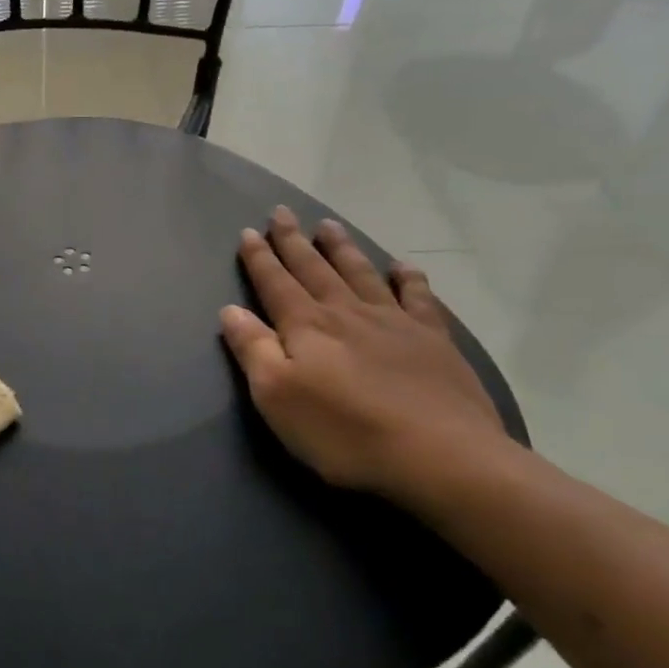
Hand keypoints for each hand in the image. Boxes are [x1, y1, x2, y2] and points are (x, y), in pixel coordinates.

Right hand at [220, 208, 508, 504]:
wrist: (438, 455)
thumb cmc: (343, 431)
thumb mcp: (276, 396)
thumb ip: (252, 349)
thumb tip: (230, 310)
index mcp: (306, 326)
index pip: (275, 283)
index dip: (260, 258)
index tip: (249, 231)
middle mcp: (346, 312)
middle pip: (314, 268)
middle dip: (294, 241)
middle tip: (282, 212)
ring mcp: (394, 322)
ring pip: (361, 273)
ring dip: (342, 248)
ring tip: (329, 225)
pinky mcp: (433, 340)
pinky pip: (419, 297)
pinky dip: (408, 278)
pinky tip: (403, 266)